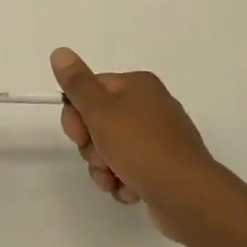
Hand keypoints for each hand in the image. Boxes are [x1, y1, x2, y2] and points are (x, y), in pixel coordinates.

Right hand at [50, 47, 222, 242]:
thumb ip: (77, 82)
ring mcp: (159, 139)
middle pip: (99, 122)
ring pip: (111, 150)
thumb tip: (60, 52)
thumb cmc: (140, 146)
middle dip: (92, 146)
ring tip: (115, 179)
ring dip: (104, 168)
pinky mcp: (163, 167)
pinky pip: (130, 170)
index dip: (76, 115)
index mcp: (138, 85)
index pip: (90, 90)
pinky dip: (124, 181)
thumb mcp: (100, 110)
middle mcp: (150, 107)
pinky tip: (131, 190)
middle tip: (101, 157)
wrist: (186, 195)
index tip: (78, 134)